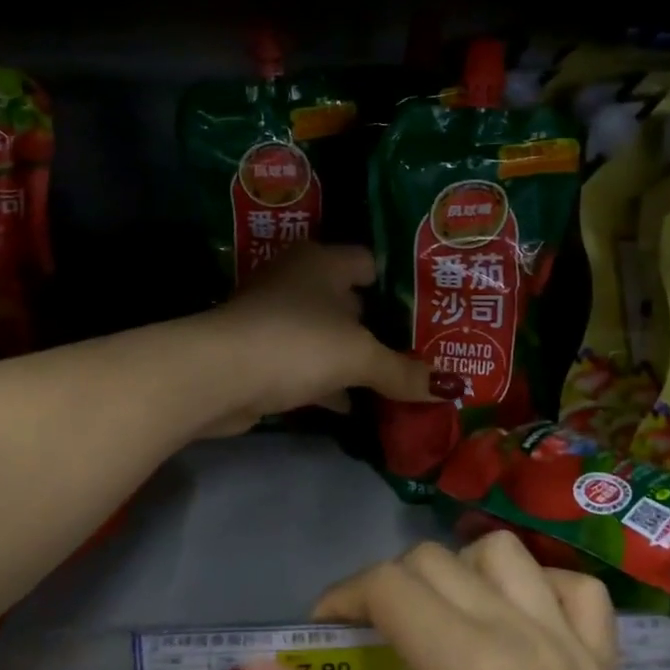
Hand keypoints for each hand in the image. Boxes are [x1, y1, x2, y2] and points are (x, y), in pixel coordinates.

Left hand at [200, 244, 446, 435]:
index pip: (370, 263)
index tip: (432, 312)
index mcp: (321, 262)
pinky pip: (309, 365)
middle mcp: (298, 281)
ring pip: (329, 336)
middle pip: (351, 302)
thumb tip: (450, 389)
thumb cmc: (297, 343)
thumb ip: (402, 371)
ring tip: (399, 381)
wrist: (218, 376)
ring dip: (356, 359)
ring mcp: (277, 318)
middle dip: (382, 328)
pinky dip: (331, 384)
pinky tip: (356, 407)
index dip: (401, 286)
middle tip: (424, 351)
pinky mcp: (263, 354)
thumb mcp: (358, 356)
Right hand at [239, 534, 652, 669]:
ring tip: (445, 620)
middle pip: (438, 561)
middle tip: (374, 637)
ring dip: (463, 572)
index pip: (388, 585)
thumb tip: (252, 667)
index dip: (343, 597)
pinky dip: (545, 589)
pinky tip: (520, 625)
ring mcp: (573, 650)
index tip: (325, 632)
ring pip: (507, 554)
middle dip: (390, 586)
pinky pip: (581, 591)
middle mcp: (523, 637)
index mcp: (465, 666)